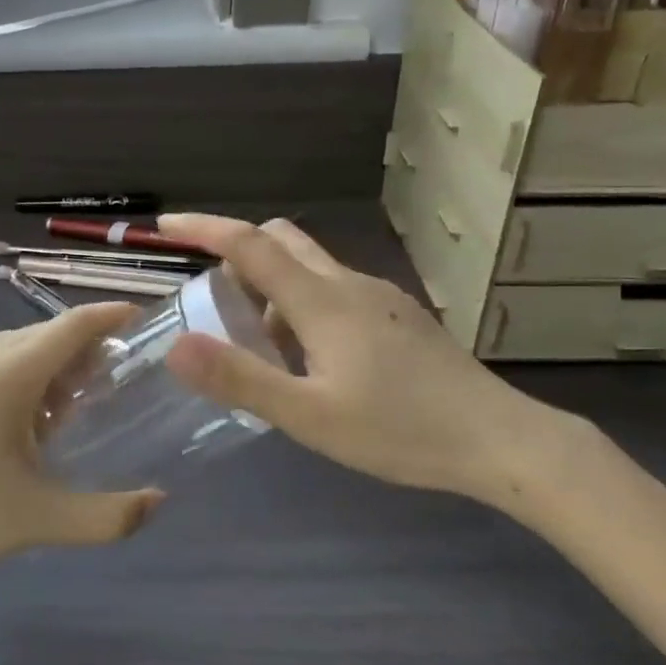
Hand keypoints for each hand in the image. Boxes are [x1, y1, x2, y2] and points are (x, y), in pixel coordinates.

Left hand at [0, 304, 162, 575]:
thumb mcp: (39, 520)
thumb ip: (107, 516)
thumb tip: (158, 502)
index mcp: (10, 372)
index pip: (73, 325)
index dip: (110, 315)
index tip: (142, 317)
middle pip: (48, 334)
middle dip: (84, 348)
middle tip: (113, 379)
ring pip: (18, 344)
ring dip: (51, 363)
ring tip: (68, 408)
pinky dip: (21, 372)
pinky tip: (21, 419)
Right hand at [159, 214, 591, 505]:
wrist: (500, 439)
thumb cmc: (401, 430)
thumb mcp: (310, 417)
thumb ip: (242, 379)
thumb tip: (176, 345)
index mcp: (320, 300)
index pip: (249, 244)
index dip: (203, 228)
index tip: (165, 225)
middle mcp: (347, 283)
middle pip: (280, 240)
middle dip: (237, 253)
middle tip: (213, 300)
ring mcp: (378, 295)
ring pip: (309, 267)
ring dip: (271, 286)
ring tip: (261, 348)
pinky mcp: (398, 314)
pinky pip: (334, 289)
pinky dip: (303, 304)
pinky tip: (312, 360)